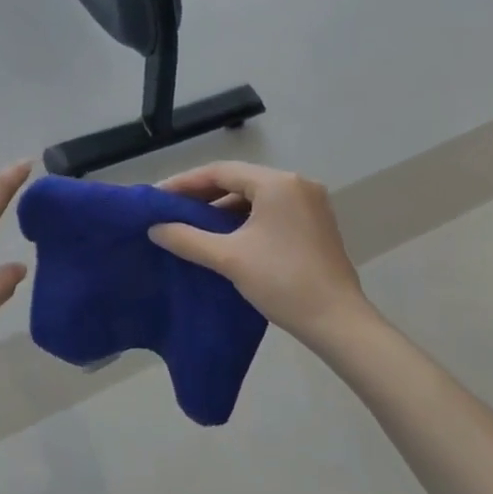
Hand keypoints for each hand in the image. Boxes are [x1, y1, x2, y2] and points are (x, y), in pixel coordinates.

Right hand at [149, 162, 372, 344]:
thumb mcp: (228, 258)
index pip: (221, 172)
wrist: (337, 321)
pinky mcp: (316, 224)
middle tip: (172, 209)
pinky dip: (246, 218)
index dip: (186, 183)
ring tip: (194, 224)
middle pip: (240, 180)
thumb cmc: (282, 281)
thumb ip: (187, 239)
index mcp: (277, 183)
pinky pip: (272, 210)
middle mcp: (297, 184)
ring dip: (225, 207)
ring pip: (256, 196)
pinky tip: (226, 235)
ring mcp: (310, 204)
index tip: (159, 196)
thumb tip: (155, 229)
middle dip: (204, 195)